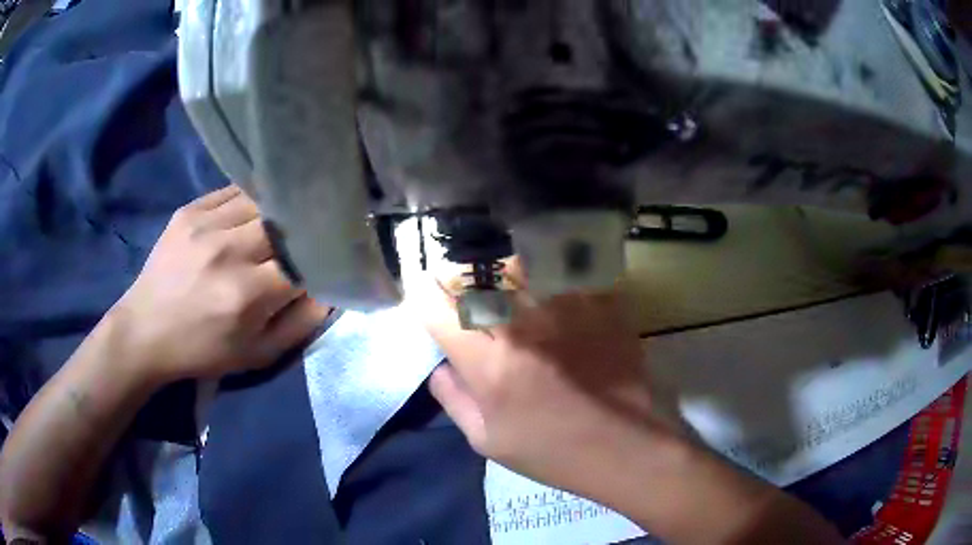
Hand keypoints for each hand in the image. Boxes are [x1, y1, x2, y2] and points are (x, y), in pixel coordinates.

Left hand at [112, 185, 329, 382]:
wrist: (145, 330)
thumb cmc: (202, 350)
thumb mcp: (257, 355)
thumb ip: (300, 324)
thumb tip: (332, 290)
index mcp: (247, 295)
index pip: (305, 261)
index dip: (322, 259)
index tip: (328, 260)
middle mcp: (228, 252)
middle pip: (284, 222)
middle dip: (300, 230)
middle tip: (306, 236)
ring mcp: (205, 225)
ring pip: (261, 200)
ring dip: (276, 211)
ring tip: (279, 223)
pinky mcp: (189, 210)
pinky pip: (232, 191)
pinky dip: (249, 200)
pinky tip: (249, 213)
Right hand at [419, 271, 684, 502]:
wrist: (629, 446)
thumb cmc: (555, 452)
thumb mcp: (487, 440)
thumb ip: (452, 397)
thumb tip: (439, 363)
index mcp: (489, 362)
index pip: (433, 303)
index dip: (422, 297)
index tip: (427, 302)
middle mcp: (524, 323)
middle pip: (473, 272)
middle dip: (460, 281)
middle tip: (468, 298)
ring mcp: (567, 305)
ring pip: (515, 262)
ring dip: (501, 274)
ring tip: (510, 293)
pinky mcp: (599, 300)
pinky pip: (559, 271)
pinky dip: (546, 277)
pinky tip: (553, 297)